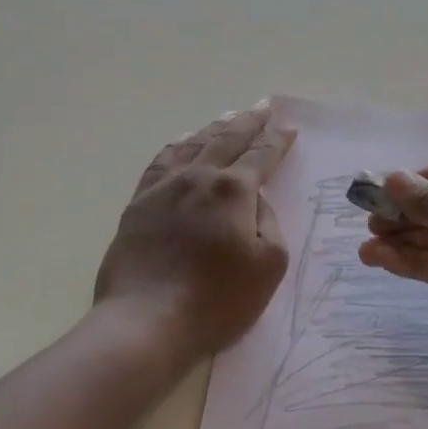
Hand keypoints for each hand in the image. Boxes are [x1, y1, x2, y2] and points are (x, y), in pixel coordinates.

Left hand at [95, 104, 295, 359]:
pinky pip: (160, 163)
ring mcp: (163, 189)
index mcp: (233, 190)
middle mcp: (198, 178)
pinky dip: (176, 147)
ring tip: (227, 118)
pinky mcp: (138, 205)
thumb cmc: (217, 301)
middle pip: (227, 140)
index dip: (278, 141)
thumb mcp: (268, 266)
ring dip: (214, 129)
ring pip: (191, 145)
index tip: (289, 128)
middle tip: (263, 106)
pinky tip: (181, 144)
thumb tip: (254, 201)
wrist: (146, 322)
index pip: (261, 156)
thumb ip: (270, 224)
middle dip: (249, 122)